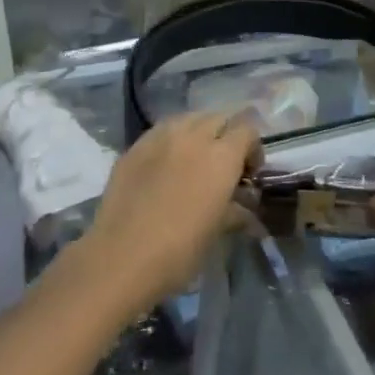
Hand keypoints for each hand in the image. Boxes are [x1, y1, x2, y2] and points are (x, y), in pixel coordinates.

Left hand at [84, 110, 261, 312]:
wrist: (121, 256)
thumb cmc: (179, 251)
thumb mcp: (216, 233)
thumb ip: (235, 212)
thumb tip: (246, 209)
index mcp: (221, 156)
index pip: (247, 130)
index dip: (253, 148)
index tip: (248, 173)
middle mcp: (194, 136)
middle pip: (219, 118)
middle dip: (227, 136)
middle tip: (223, 165)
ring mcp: (161, 136)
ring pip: (190, 118)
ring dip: (199, 132)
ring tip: (194, 159)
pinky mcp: (136, 144)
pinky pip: (162, 129)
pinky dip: (173, 139)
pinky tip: (166, 164)